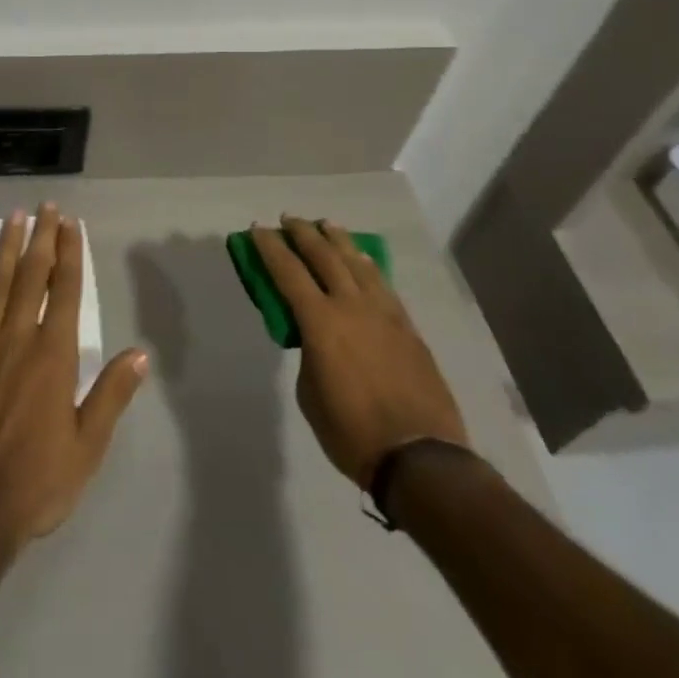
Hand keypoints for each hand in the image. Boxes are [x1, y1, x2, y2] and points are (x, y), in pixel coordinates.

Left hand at [0, 204, 149, 552]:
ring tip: (14, 217)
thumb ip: (111, 394)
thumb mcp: (86, 447)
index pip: (65, 291)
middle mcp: (17, 338)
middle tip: (47, 207)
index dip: (70, 254)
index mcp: (53, 355)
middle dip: (42, 238)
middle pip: (32, 276)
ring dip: (7, 247)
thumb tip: (140, 353)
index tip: (71, 225)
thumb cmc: (35, 481)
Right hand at [251, 215, 467, 489]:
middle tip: (288, 219)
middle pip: (323, 256)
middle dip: (302, 233)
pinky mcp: (407, 326)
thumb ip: (309, 353)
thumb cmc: (352, 432)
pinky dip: (366, 264)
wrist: (420, 458)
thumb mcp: (310, 394)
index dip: (270, 247)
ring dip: (337, 240)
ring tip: (325, 225)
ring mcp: (384, 313)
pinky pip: (381, 283)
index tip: (257, 228)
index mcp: (320, 322)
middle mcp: (351, 306)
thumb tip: (317, 339)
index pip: (287, 272)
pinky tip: (361, 259)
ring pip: (357, 262)